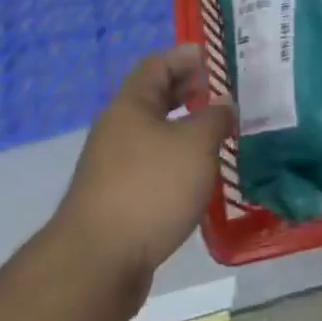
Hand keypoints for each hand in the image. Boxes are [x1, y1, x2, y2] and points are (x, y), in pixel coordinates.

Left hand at [55, 47, 234, 297]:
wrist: (97, 263)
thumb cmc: (150, 189)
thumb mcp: (196, 146)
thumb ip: (215, 119)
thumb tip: (224, 105)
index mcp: (131, 104)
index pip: (158, 64)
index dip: (185, 57)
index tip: (214, 57)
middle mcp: (117, 128)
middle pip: (154, 97)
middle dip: (187, 91)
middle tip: (221, 93)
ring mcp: (112, 165)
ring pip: (153, 133)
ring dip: (183, 129)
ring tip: (216, 135)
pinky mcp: (116, 199)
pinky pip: (150, 165)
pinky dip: (174, 161)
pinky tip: (196, 177)